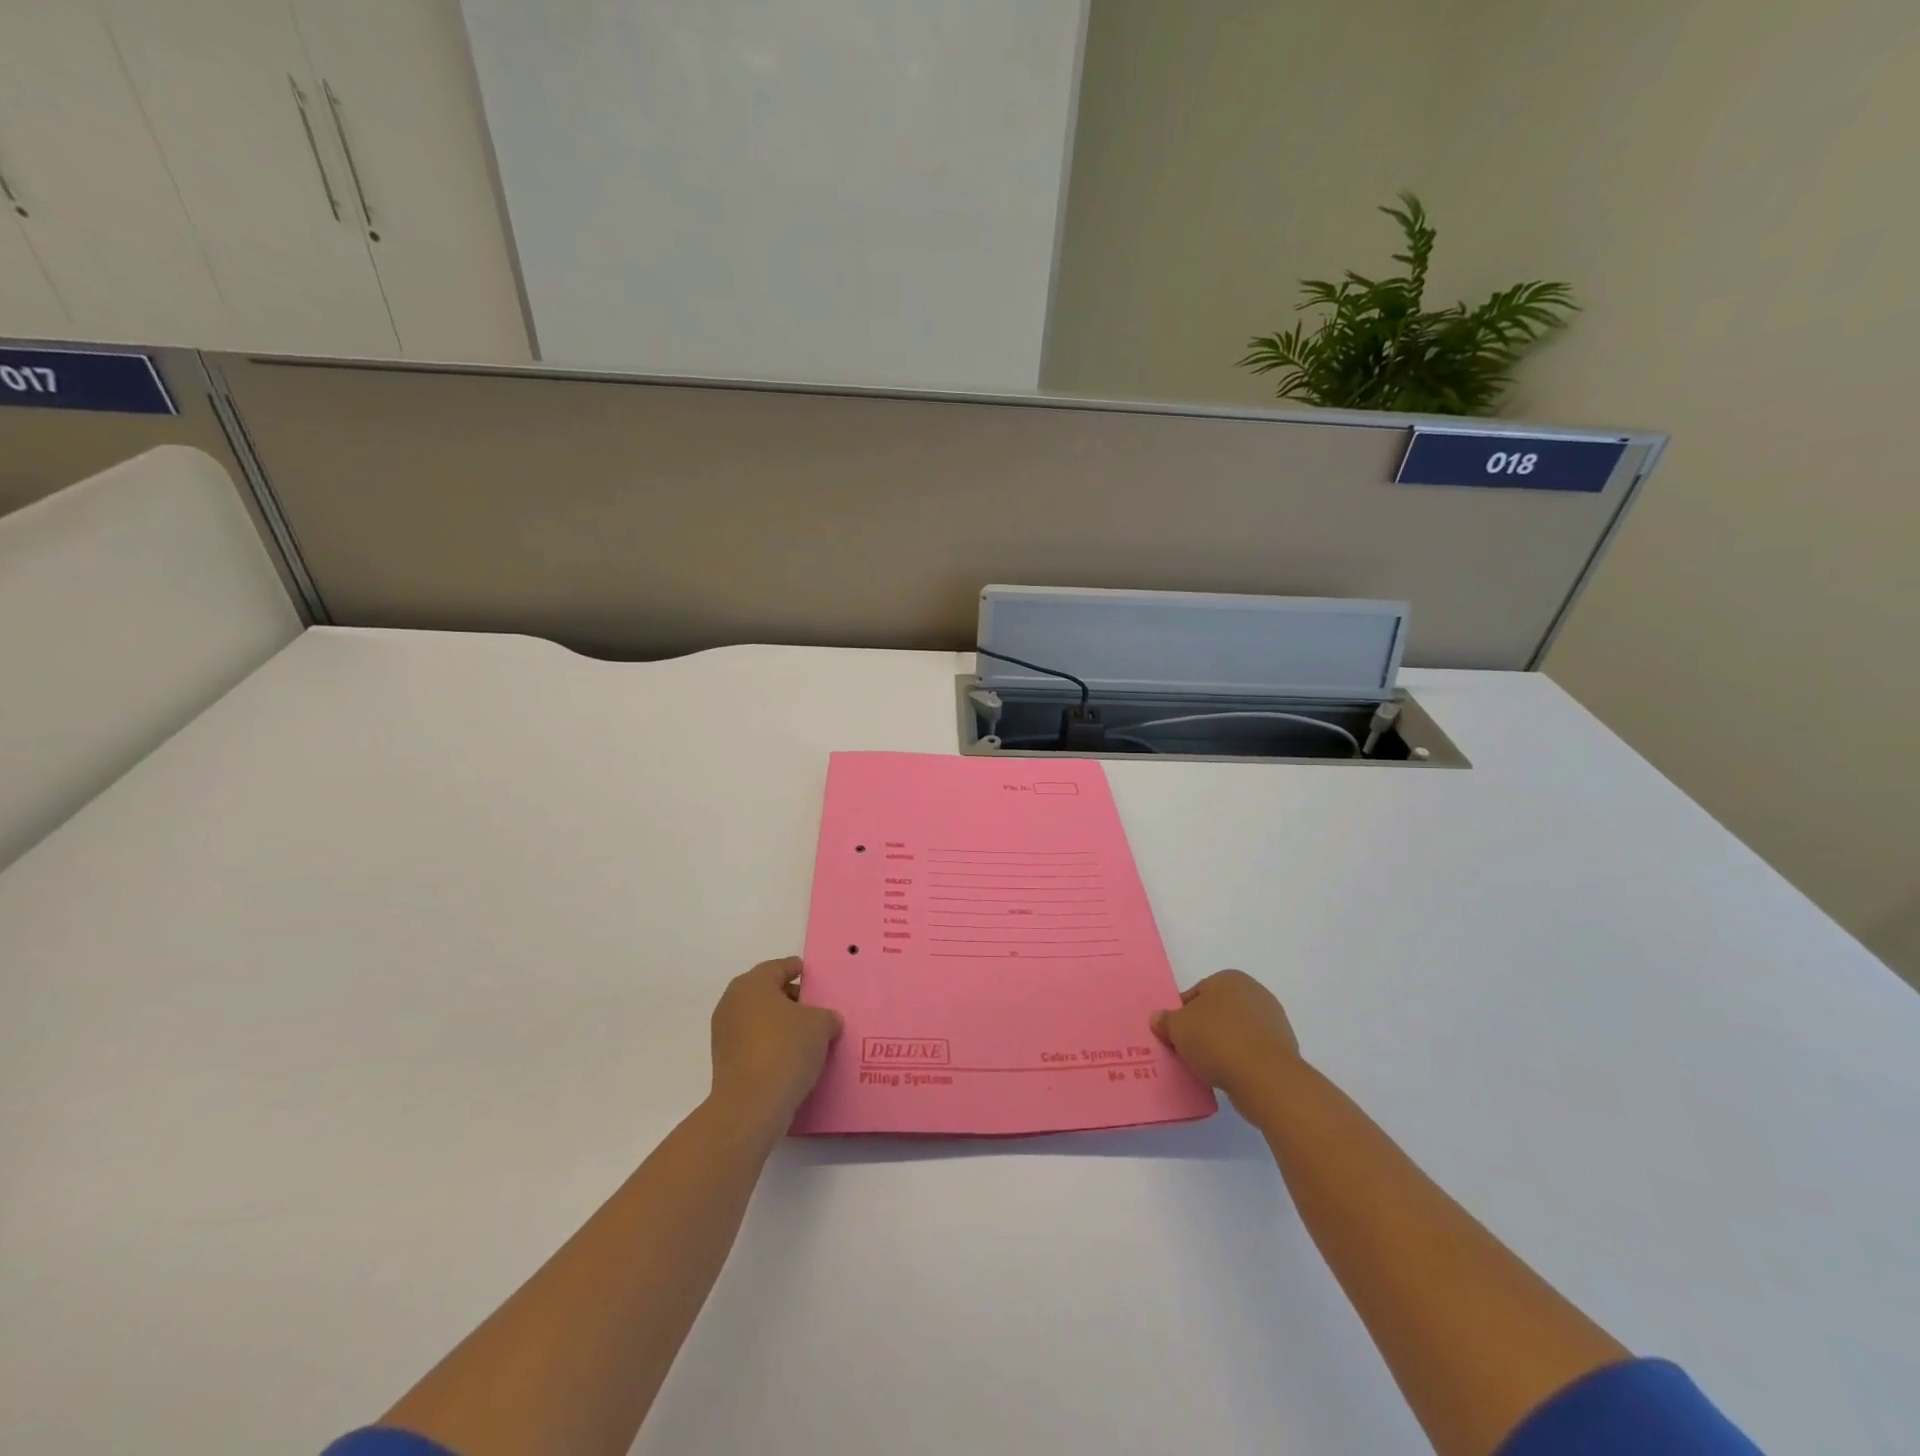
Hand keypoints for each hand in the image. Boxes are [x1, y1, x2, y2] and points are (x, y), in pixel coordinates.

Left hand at [709, 957, 842, 1132]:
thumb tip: (827, 1021)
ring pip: (759, 1020)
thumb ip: (826, 1016)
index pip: (779, 967)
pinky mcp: (725, 1062)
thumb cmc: (786, 1049)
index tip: (814, 978)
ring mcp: (725, 1034)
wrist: (751, 1105)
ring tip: (808, 1037)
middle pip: (767, 993)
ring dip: (780, 1025)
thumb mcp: (820, 1025)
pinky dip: (770, 1046)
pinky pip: (753, 1044)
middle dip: (791, 1000)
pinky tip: (792, 1059)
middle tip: (816, 1010)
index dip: (799, 970)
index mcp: (752, 984)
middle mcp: (732, 1002)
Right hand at [1150, 970, 1301, 1110]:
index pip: (1196, 994)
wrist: (1266, 1078)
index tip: (1174, 1035)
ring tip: (1207, 1067)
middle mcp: (1254, 993)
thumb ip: (1165, 1020)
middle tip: (1187, 1050)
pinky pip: (1251, 1050)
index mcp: (1229, 979)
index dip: (1181, 1015)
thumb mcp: (1178, 1028)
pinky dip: (1240, 1059)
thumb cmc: (1217, 1041)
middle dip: (1203, 1029)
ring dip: (1222, 1045)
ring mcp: (1272, 1021)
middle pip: (1217, 1011)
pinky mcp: (1283, 1048)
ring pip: (1235, 1031)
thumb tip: (1158, 1018)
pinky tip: (1229, 1074)